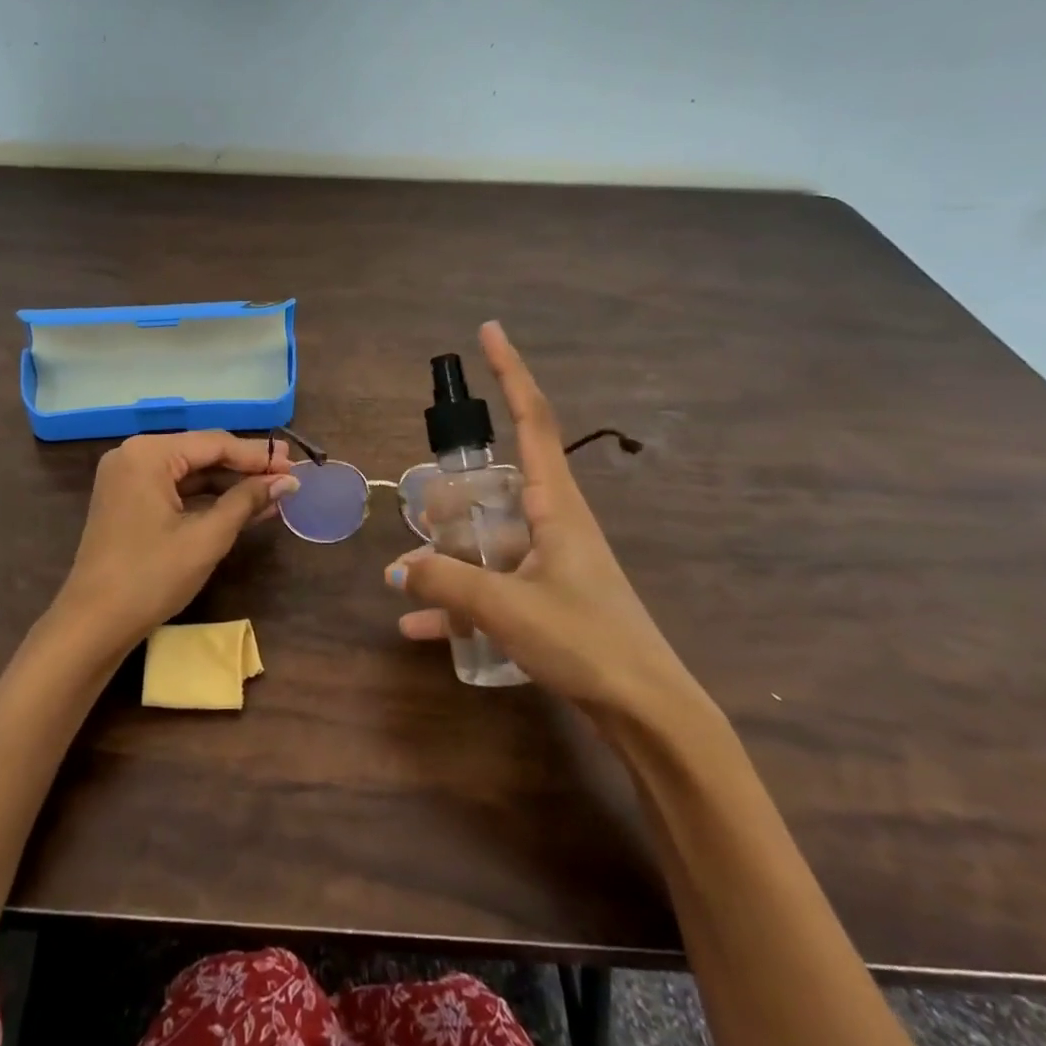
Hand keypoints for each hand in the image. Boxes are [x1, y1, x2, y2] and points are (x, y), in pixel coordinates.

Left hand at [49, 431, 296, 658]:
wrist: (94, 624)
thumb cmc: (151, 577)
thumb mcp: (207, 537)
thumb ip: (247, 501)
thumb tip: (288, 481)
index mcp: (148, 454)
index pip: (215, 443)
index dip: (258, 456)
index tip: (295, 465)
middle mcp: (134, 455)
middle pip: (202, 453)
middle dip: (245, 469)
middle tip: (288, 477)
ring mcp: (128, 478)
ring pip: (191, 473)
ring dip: (230, 486)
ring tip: (274, 494)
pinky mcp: (129, 501)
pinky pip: (176, 490)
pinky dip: (207, 500)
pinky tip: (243, 508)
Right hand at [387, 322, 700, 723]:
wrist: (648, 712)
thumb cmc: (586, 642)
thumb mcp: (507, 607)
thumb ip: (447, 582)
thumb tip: (397, 569)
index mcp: (557, 505)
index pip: (533, 419)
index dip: (511, 372)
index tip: (490, 332)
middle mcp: (554, 522)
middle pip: (497, 483)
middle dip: (455, 490)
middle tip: (425, 506)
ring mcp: (551, 562)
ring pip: (488, 537)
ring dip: (450, 551)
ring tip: (409, 572)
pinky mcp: (548, 598)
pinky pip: (492, 584)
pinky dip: (458, 600)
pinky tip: (420, 625)